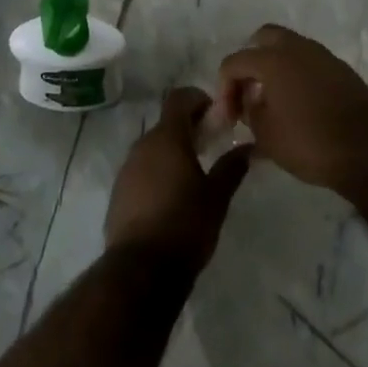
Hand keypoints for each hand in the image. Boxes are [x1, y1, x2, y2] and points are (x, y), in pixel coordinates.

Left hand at [104, 87, 252, 272]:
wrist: (141, 268)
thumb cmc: (185, 225)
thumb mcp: (217, 197)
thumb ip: (232, 167)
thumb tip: (248, 147)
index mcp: (167, 138)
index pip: (179, 98)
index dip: (198, 99)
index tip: (216, 115)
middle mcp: (142, 145)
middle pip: (166, 123)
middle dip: (188, 128)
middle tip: (210, 145)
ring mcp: (127, 168)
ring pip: (152, 147)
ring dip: (171, 151)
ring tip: (193, 173)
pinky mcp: (119, 191)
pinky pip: (141, 169)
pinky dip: (157, 171)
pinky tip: (171, 196)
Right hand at [215, 24, 367, 194]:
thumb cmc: (310, 142)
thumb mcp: (266, 135)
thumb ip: (250, 112)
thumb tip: (250, 102)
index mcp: (272, 59)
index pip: (234, 62)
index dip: (224, 89)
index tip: (228, 118)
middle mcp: (297, 48)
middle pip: (263, 39)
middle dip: (250, 63)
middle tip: (248, 92)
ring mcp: (323, 56)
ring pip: (289, 49)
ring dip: (275, 68)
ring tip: (272, 102)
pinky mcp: (342, 70)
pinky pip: (309, 63)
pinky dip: (296, 76)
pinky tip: (297, 105)